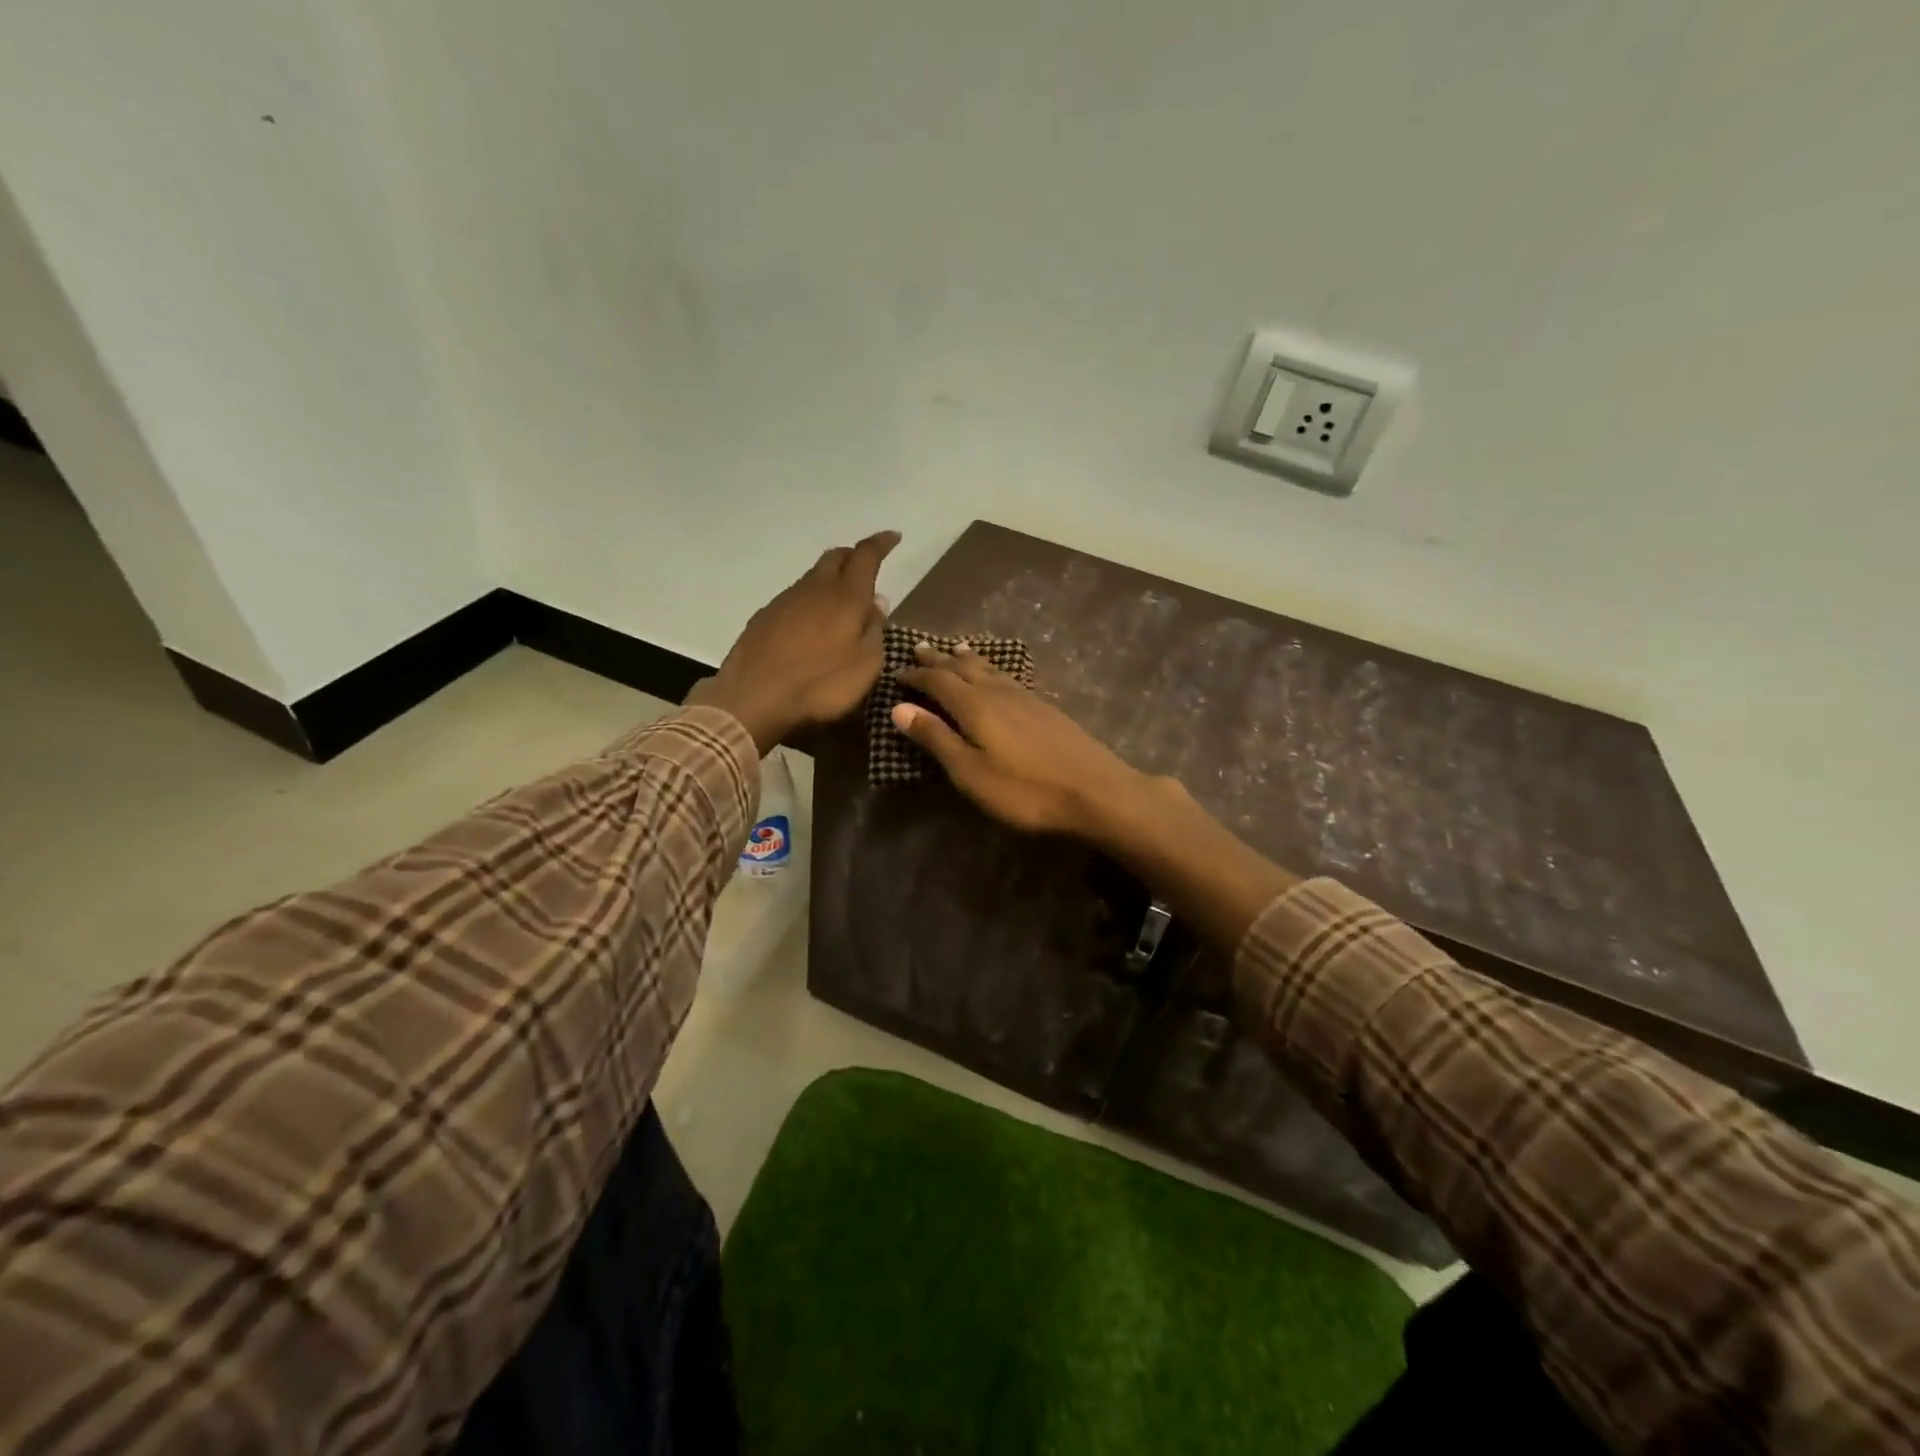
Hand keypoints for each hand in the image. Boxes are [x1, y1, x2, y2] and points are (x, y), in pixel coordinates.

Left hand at [690, 530, 898, 752]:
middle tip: (867, 565)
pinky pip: (795, 597)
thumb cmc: (820, 684)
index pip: (866, 556)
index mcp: (846, 596)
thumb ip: (874, 630)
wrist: (753, 698)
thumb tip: (877, 602)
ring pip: (813, 576)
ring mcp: (785, 601)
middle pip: (835, 557)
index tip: (893, 536)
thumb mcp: (865, 665)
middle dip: (854, 555)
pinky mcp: (764, 617)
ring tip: (842, 598)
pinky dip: (811, 599)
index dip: (881, 543)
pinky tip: (812, 621)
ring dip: (830, 579)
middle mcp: (815, 588)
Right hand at [892, 642, 1158, 838]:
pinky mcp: (1046, 707)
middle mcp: (998, 692)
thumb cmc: (1024, 790)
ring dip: (967, 659)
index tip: (897, 673)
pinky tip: (998, 676)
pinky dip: (992, 669)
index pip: (938, 681)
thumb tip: (899, 707)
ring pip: (989, 668)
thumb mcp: (970, 772)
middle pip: (963, 668)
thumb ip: (936, 738)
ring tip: (956, 648)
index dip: (916, 676)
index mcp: (975, 705)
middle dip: (939, 659)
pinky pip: (1008, 676)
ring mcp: (1026, 697)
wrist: (1095, 790)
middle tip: (920, 648)